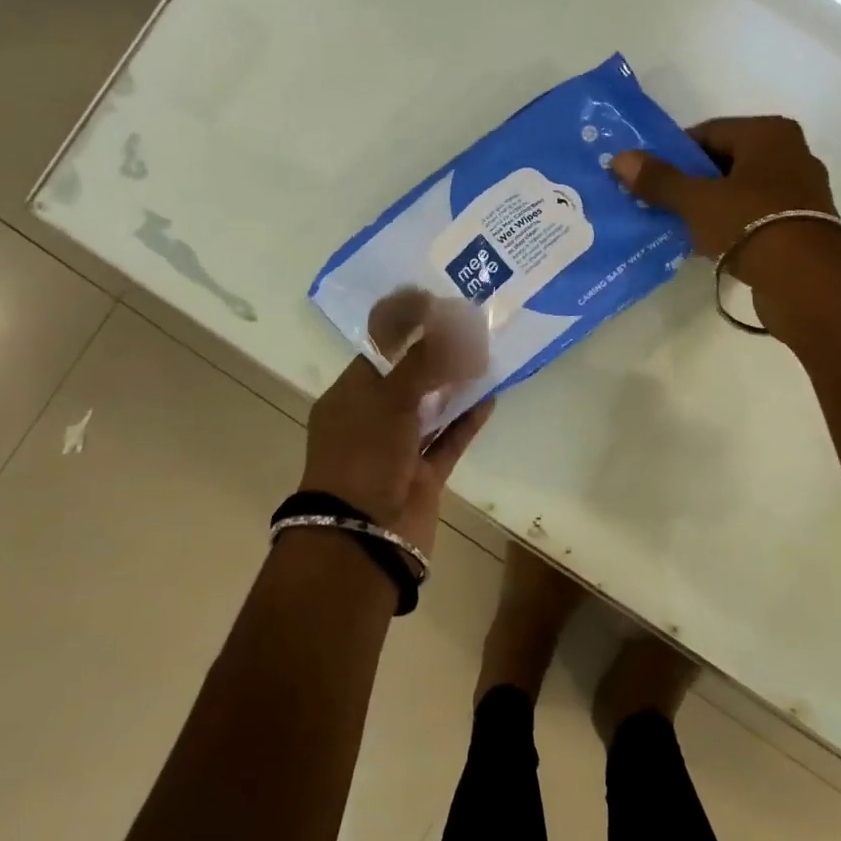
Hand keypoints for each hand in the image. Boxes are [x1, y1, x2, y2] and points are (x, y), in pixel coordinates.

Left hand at [301, 290, 493, 556]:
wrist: (361, 537)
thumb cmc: (363, 456)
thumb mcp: (389, 398)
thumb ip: (423, 359)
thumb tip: (452, 321)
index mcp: (350, 396)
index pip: (379, 350)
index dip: (408, 326)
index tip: (439, 303)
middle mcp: (373, 418)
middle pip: (408, 377)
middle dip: (437, 353)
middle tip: (470, 327)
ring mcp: (399, 448)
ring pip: (431, 408)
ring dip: (455, 385)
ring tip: (485, 356)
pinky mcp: (423, 475)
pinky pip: (449, 440)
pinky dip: (467, 420)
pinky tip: (490, 397)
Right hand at [612, 116, 840, 334]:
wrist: (808, 282)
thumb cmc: (751, 224)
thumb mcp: (697, 200)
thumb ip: (659, 179)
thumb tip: (620, 158)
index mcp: (770, 133)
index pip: (708, 132)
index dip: (674, 154)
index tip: (650, 178)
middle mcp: (791, 154)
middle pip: (725, 162)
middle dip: (692, 182)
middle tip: (660, 203)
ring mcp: (802, 192)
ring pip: (741, 192)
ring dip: (711, 207)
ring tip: (680, 228)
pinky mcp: (804, 227)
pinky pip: (756, 217)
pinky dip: (732, 227)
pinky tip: (709, 247)